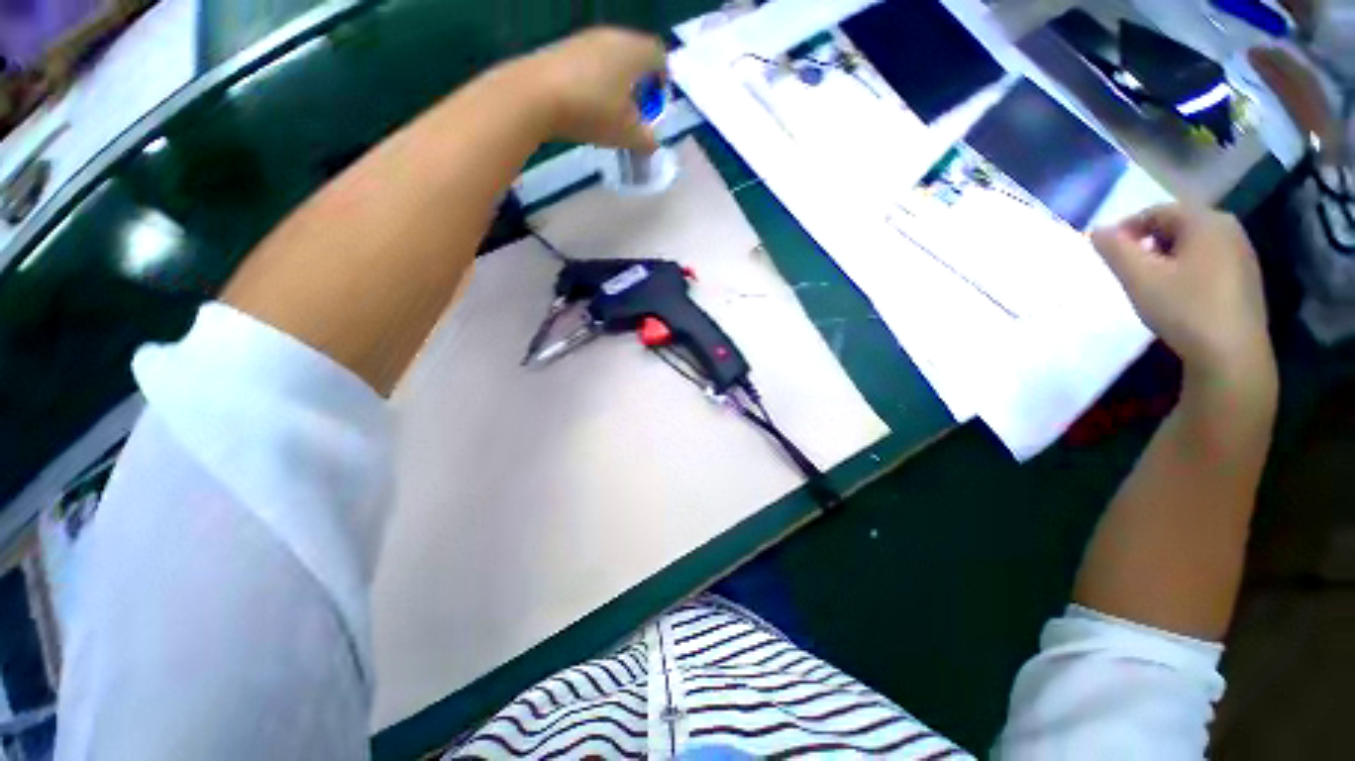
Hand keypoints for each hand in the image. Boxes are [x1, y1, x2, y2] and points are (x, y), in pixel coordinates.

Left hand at [520, 28, 666, 151]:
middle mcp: (611, 37)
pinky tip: (587, 105)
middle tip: (636, 111)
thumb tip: (653, 143)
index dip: (662, 80)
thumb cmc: (592, 111)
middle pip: (635, 55)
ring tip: (611, 112)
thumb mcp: (627, 134)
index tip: (656, 104)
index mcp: (633, 51)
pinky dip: (596, 81)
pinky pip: (590, 63)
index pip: (659, 56)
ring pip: (612, 59)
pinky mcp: (562, 49)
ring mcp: (584, 40)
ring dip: (617, 83)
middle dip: (640, 83)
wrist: (534, 96)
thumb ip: (646, 139)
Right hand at [1092, 205, 1274, 386]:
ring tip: (1149, 282)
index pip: (1156, 211)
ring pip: (1192, 243)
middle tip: (1127, 268)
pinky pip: (1207, 260)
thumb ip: (1114, 250)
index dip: (1126, 228)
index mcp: (1205, 221)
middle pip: (1177, 225)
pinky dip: (1185, 268)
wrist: (1231, 354)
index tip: (1107, 253)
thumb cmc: (1184, 309)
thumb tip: (1098, 230)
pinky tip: (1177, 293)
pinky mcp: (1246, 277)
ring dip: (1166, 256)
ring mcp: (1242, 253)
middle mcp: (1228, 228)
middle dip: (1147, 242)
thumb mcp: (1139, 278)